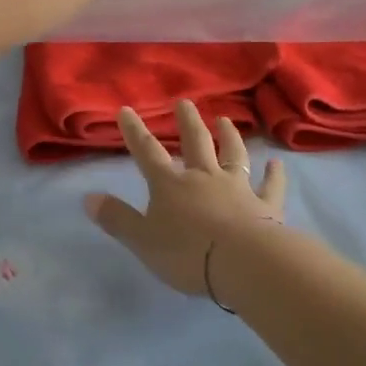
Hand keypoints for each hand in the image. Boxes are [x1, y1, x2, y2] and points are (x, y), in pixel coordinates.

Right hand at [85, 100, 287, 300]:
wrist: (243, 262)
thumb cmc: (187, 254)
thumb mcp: (142, 240)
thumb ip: (117, 219)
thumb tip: (89, 197)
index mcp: (171, 185)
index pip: (148, 152)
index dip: (135, 132)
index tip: (126, 110)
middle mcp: (204, 177)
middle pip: (195, 143)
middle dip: (187, 122)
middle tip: (184, 103)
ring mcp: (238, 188)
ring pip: (233, 155)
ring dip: (229, 137)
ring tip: (225, 120)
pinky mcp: (266, 206)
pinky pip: (270, 186)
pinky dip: (274, 175)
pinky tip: (276, 164)